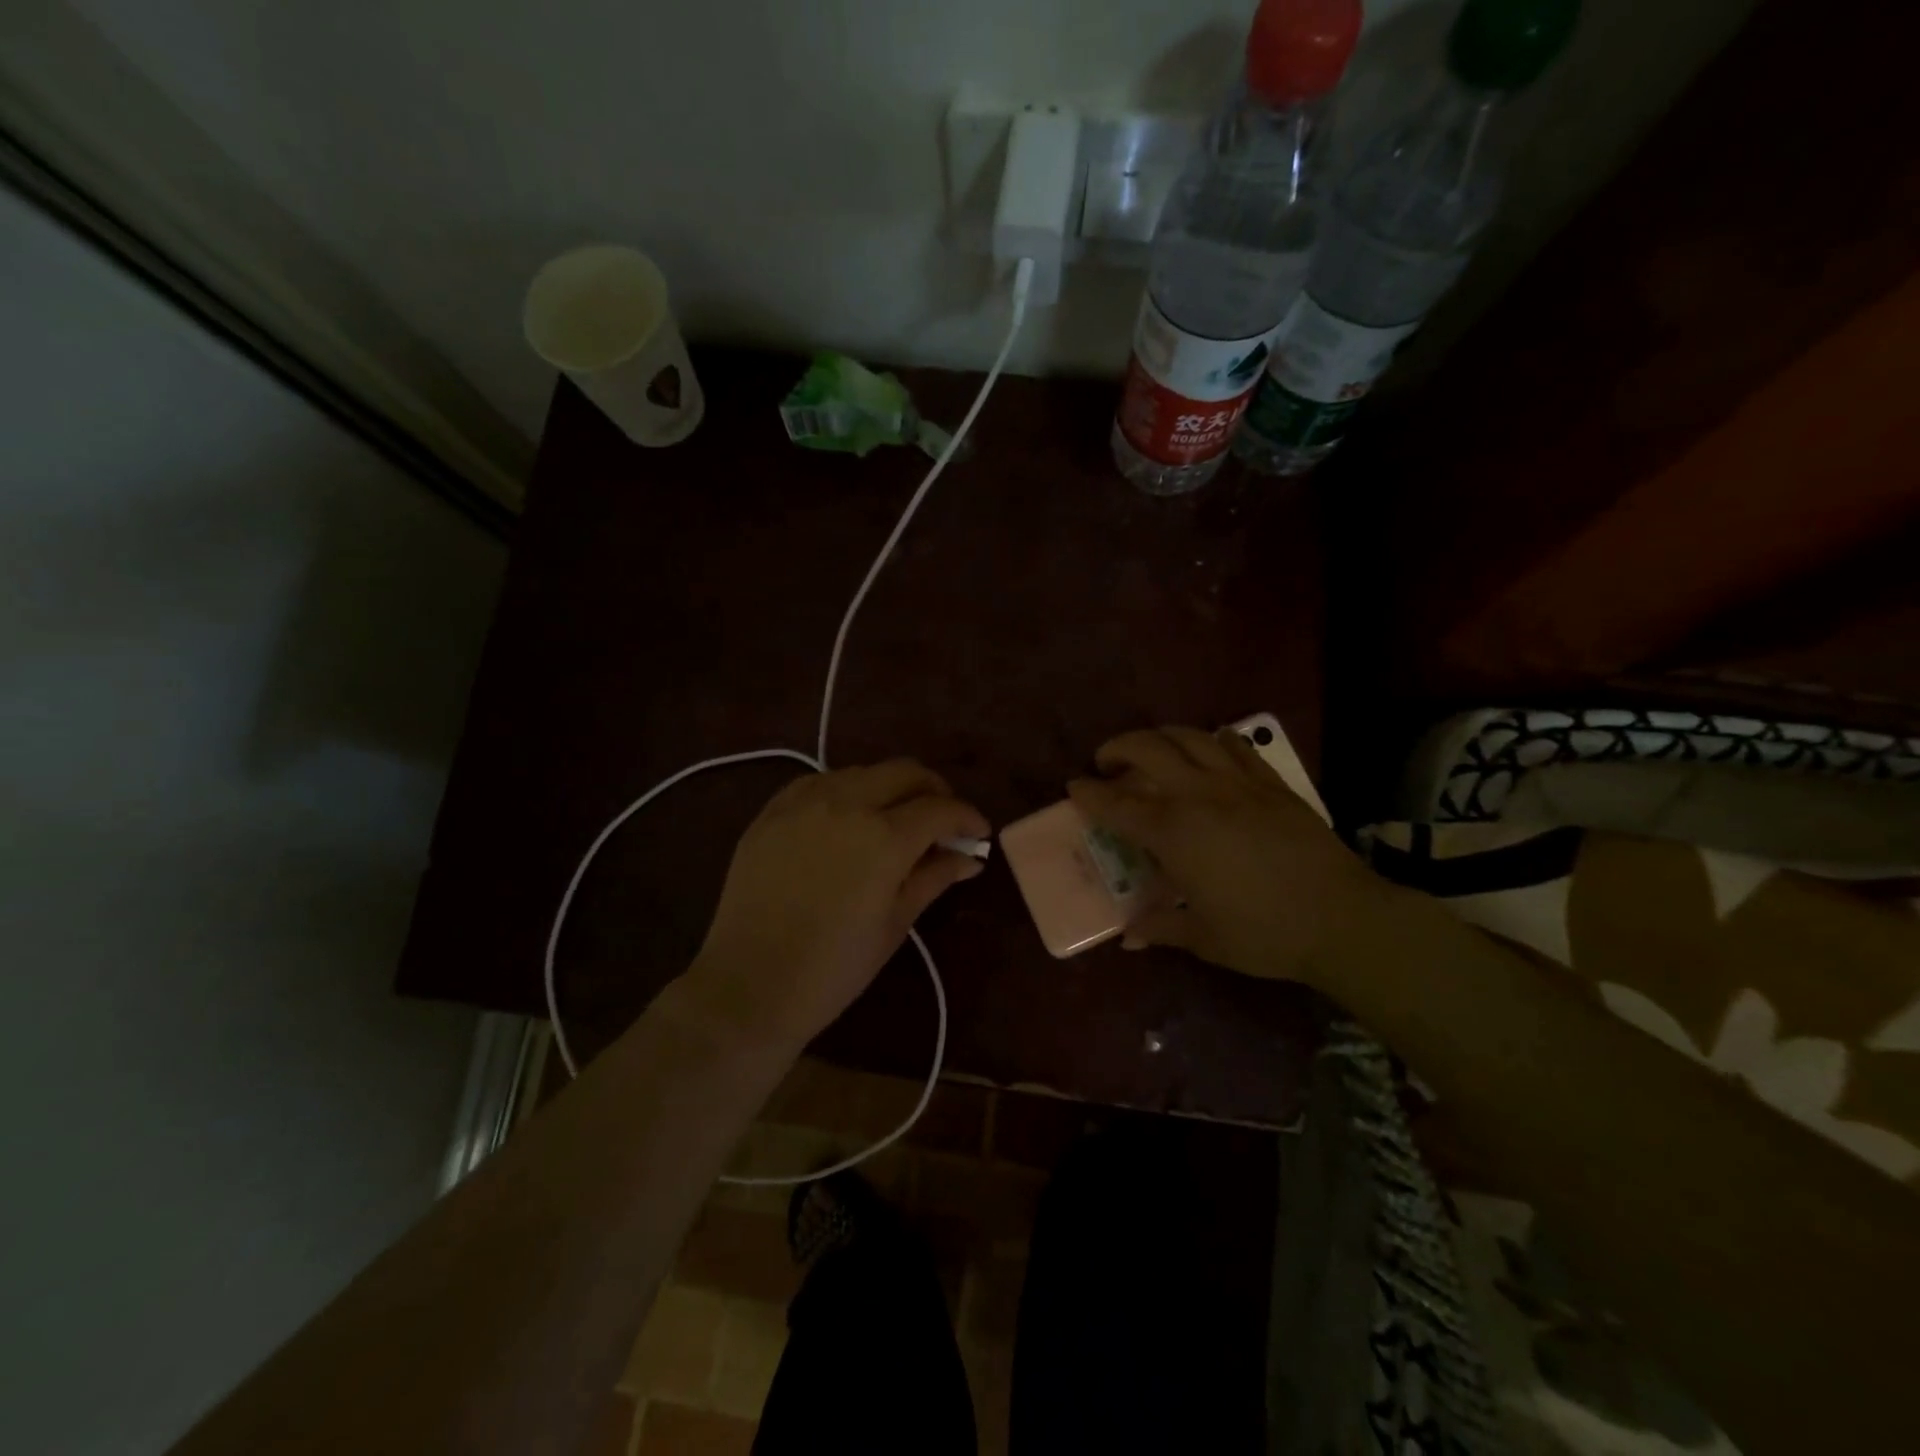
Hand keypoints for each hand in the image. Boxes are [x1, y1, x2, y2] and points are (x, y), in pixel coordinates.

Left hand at [678, 760, 988, 1052]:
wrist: (750, 984)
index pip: (940, 808)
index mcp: (885, 837)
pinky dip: (846, 791)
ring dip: (890, 788)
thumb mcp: (895, 922)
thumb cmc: (835, 966)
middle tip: (942, 821)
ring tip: (894, 821)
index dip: (967, 817)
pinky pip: (819, 782)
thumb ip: (934, 877)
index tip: (978, 833)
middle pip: (905, 772)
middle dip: (934, 790)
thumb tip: (969, 857)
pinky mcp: (772, 811)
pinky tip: (847, 819)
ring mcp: (804, 802)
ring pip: (862, 772)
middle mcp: (847, 803)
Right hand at [1068, 726, 1391, 988]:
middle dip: (1118, 747)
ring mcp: (1237, 783)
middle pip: (1148, 748)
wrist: (1342, 918)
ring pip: (1189, 736)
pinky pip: (1234, 745)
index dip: (1089, 793)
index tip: (1073, 787)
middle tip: (1107, 763)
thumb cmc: (1264, 933)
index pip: (1117, 803)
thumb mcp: (1204, 937)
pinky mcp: (1271, 782)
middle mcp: (1198, 795)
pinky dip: (1211, 739)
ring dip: (1160, 736)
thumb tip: (1129, 936)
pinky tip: (1208, 747)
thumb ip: (1161, 927)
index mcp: (1174, 833)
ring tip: (1152, 750)